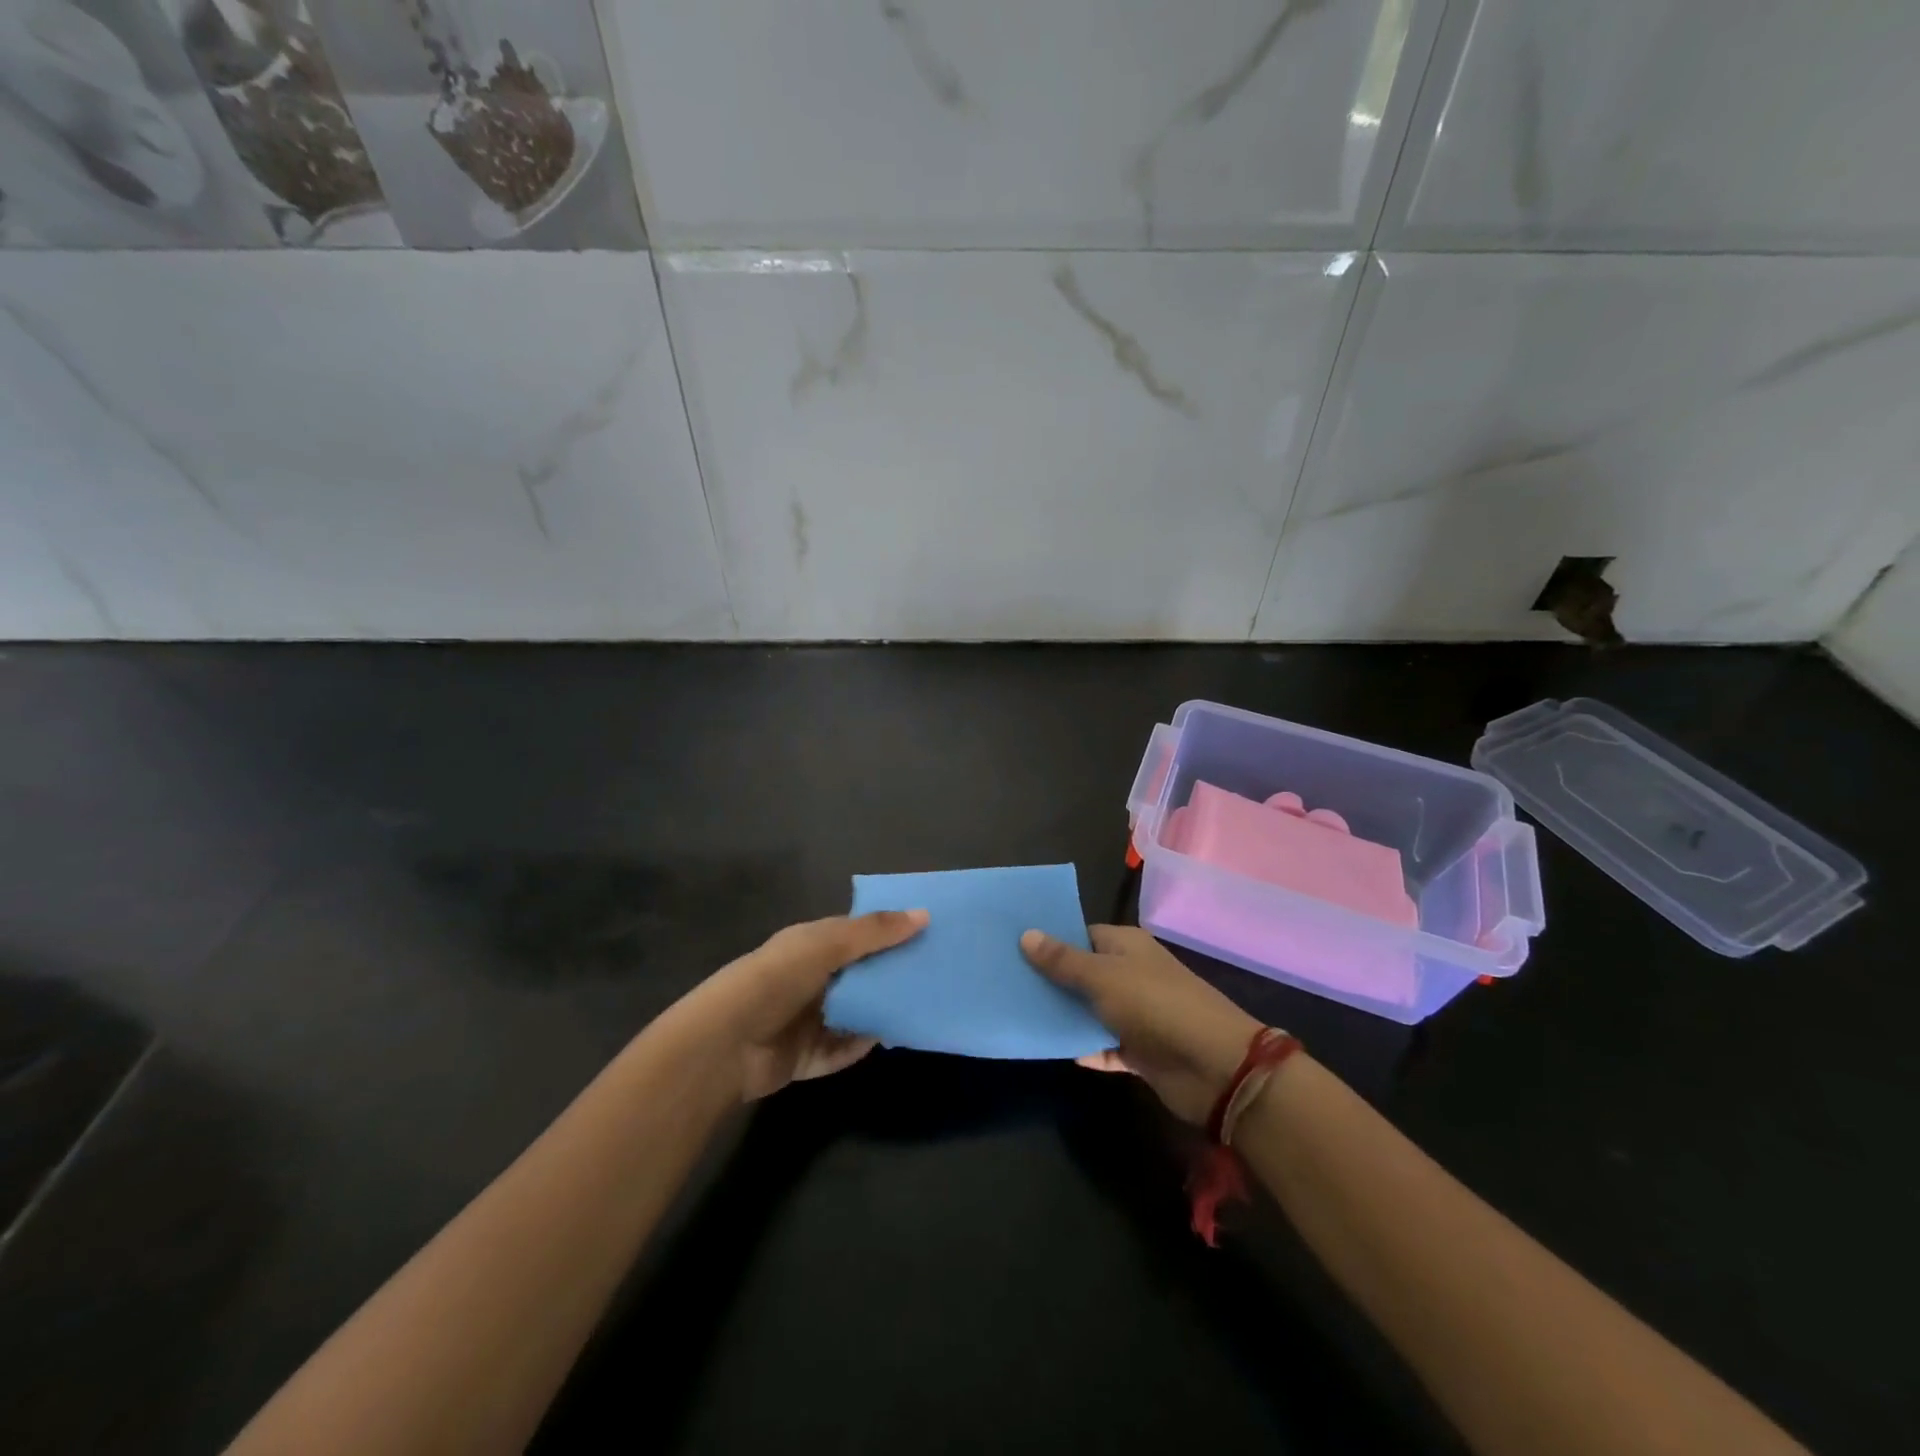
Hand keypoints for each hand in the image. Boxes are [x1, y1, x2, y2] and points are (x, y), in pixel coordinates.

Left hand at [683, 909, 926, 1101]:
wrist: (727, 1043)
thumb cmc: (777, 979)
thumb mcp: (827, 944)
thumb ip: (874, 931)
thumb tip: (924, 914)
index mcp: (811, 944)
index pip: (857, 933)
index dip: (890, 930)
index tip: (929, 931)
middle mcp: (811, 978)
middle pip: (860, 974)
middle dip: (891, 974)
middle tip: (935, 973)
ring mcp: (808, 1018)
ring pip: (855, 1013)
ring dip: (880, 1011)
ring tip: (923, 1007)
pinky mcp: (807, 1056)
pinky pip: (844, 1049)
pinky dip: (862, 1045)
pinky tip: (890, 1037)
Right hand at [1021, 925, 1264, 1123]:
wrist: (1213, 1065)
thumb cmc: (1154, 1005)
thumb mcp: (1102, 976)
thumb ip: (1063, 960)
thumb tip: (1026, 934)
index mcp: (1126, 946)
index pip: (1081, 935)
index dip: (1050, 940)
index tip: (1013, 947)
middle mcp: (1130, 974)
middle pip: (1083, 973)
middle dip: (1050, 980)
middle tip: (1005, 982)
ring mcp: (1136, 1014)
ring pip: (1091, 1010)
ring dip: (1064, 1016)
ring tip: (1018, 1014)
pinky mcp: (1140, 1050)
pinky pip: (1104, 1045)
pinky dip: (1085, 1047)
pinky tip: (1055, 1049)